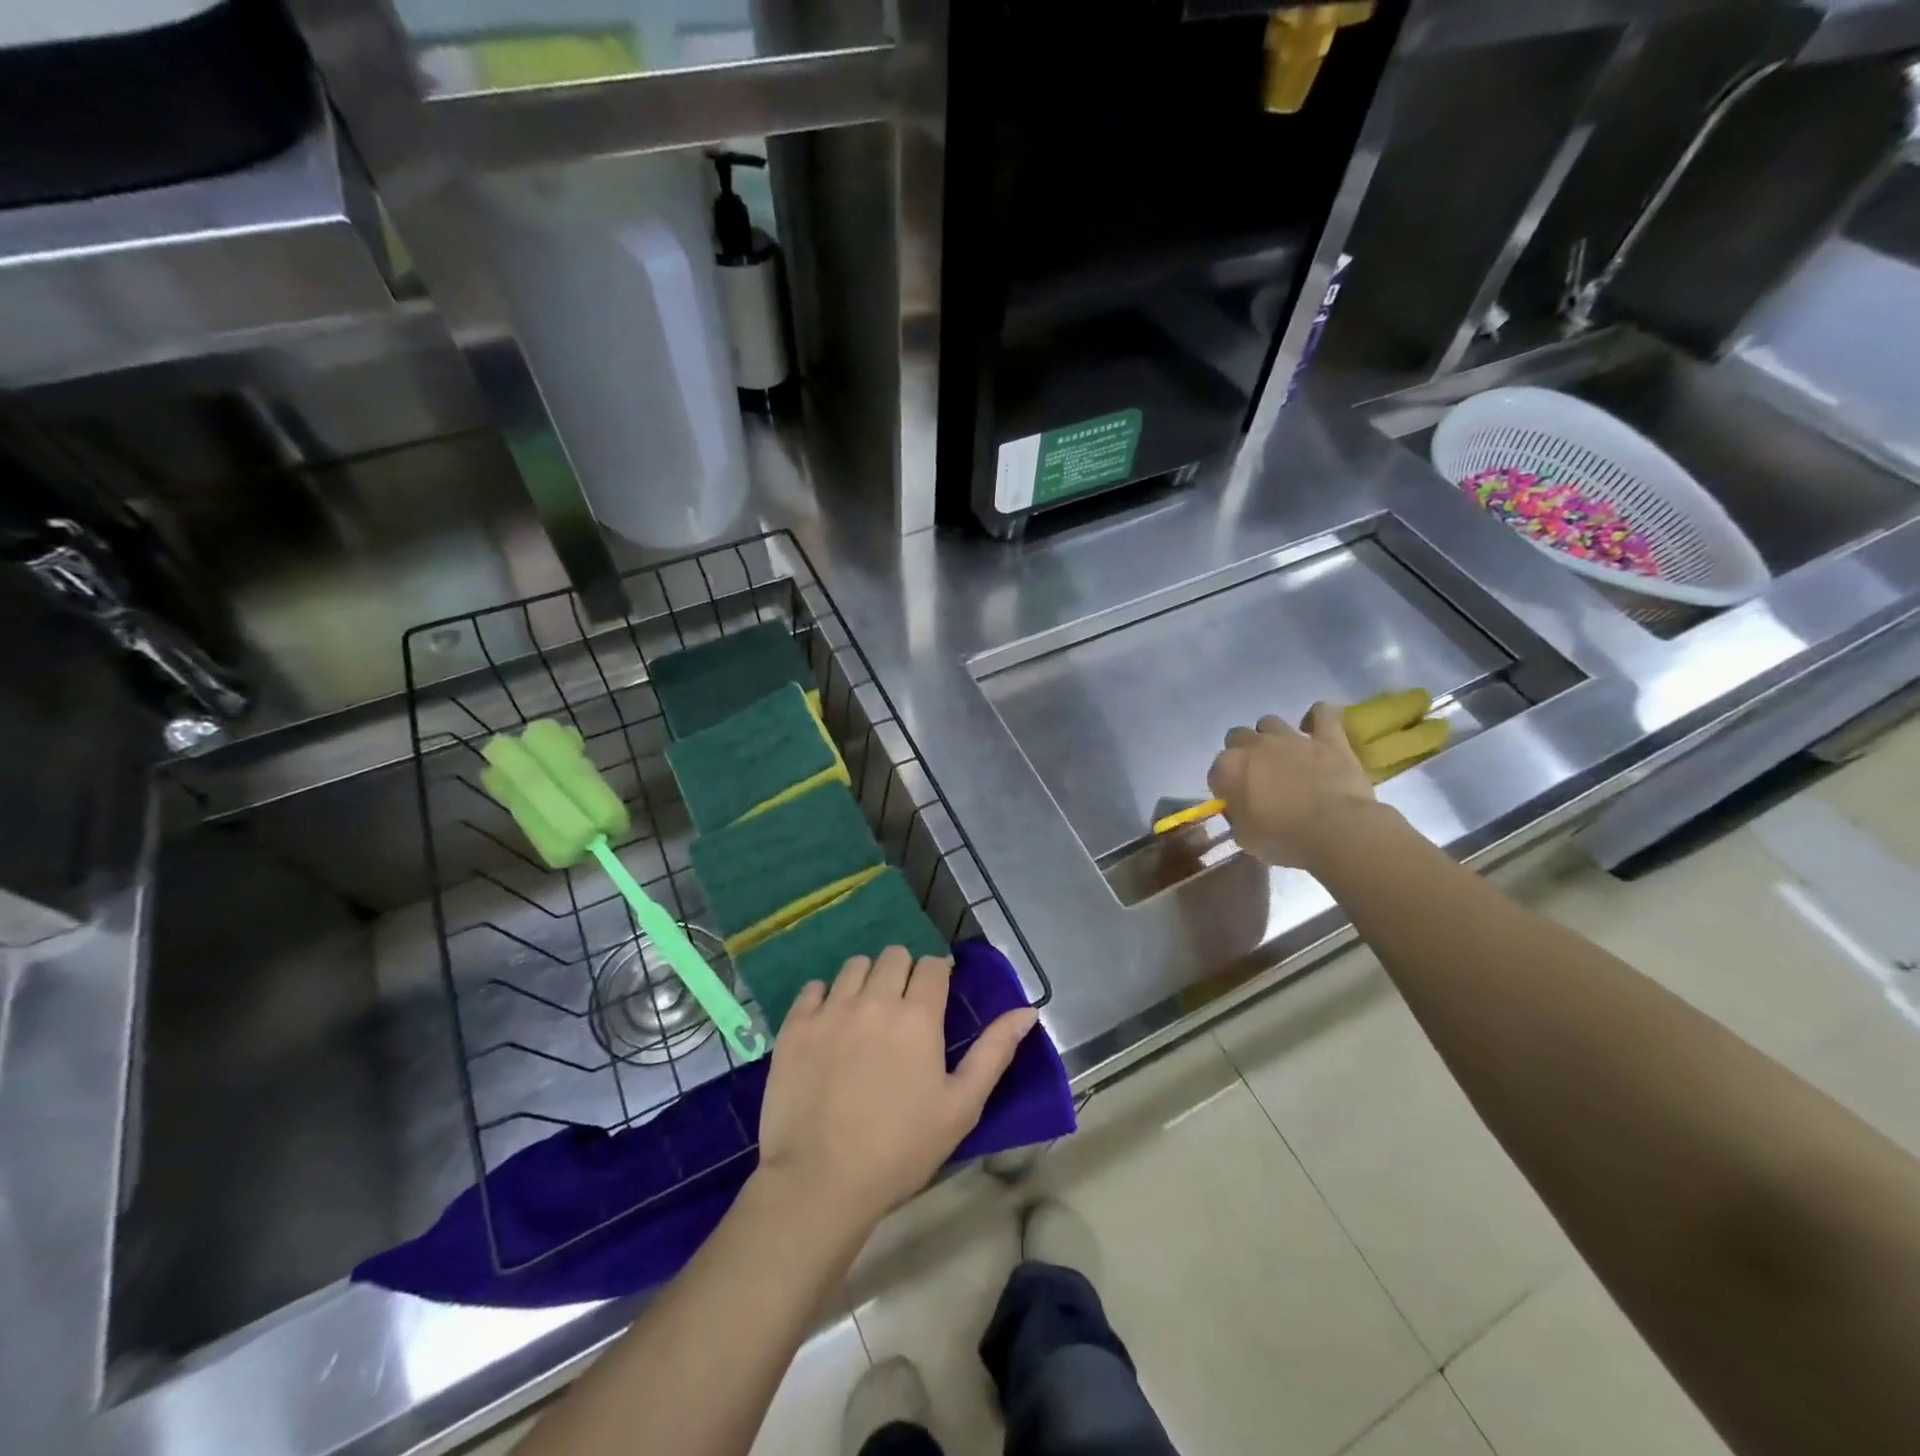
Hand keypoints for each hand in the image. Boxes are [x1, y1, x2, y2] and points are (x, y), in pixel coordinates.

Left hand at [756, 946, 1038, 1232]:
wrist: (821, 1181)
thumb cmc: (901, 1148)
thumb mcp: (961, 1106)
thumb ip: (995, 1052)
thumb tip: (1028, 1010)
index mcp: (918, 1015)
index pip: (932, 965)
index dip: (938, 975)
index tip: (937, 996)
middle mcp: (874, 999)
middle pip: (893, 956)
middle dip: (904, 973)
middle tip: (903, 1008)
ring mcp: (830, 1010)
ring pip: (854, 966)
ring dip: (867, 980)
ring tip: (867, 1014)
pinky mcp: (795, 1027)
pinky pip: (813, 988)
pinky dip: (825, 997)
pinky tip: (830, 1024)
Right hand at [1207, 701, 1381, 869]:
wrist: (1335, 831)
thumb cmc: (1283, 839)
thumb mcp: (1245, 837)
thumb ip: (1237, 817)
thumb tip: (1240, 810)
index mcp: (1228, 769)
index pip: (1216, 771)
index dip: (1225, 786)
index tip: (1236, 801)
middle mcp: (1254, 745)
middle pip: (1238, 737)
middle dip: (1244, 753)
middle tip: (1257, 775)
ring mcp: (1291, 738)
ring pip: (1270, 722)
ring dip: (1272, 735)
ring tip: (1283, 754)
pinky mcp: (1327, 738)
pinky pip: (1323, 714)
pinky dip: (1319, 717)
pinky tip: (1317, 726)